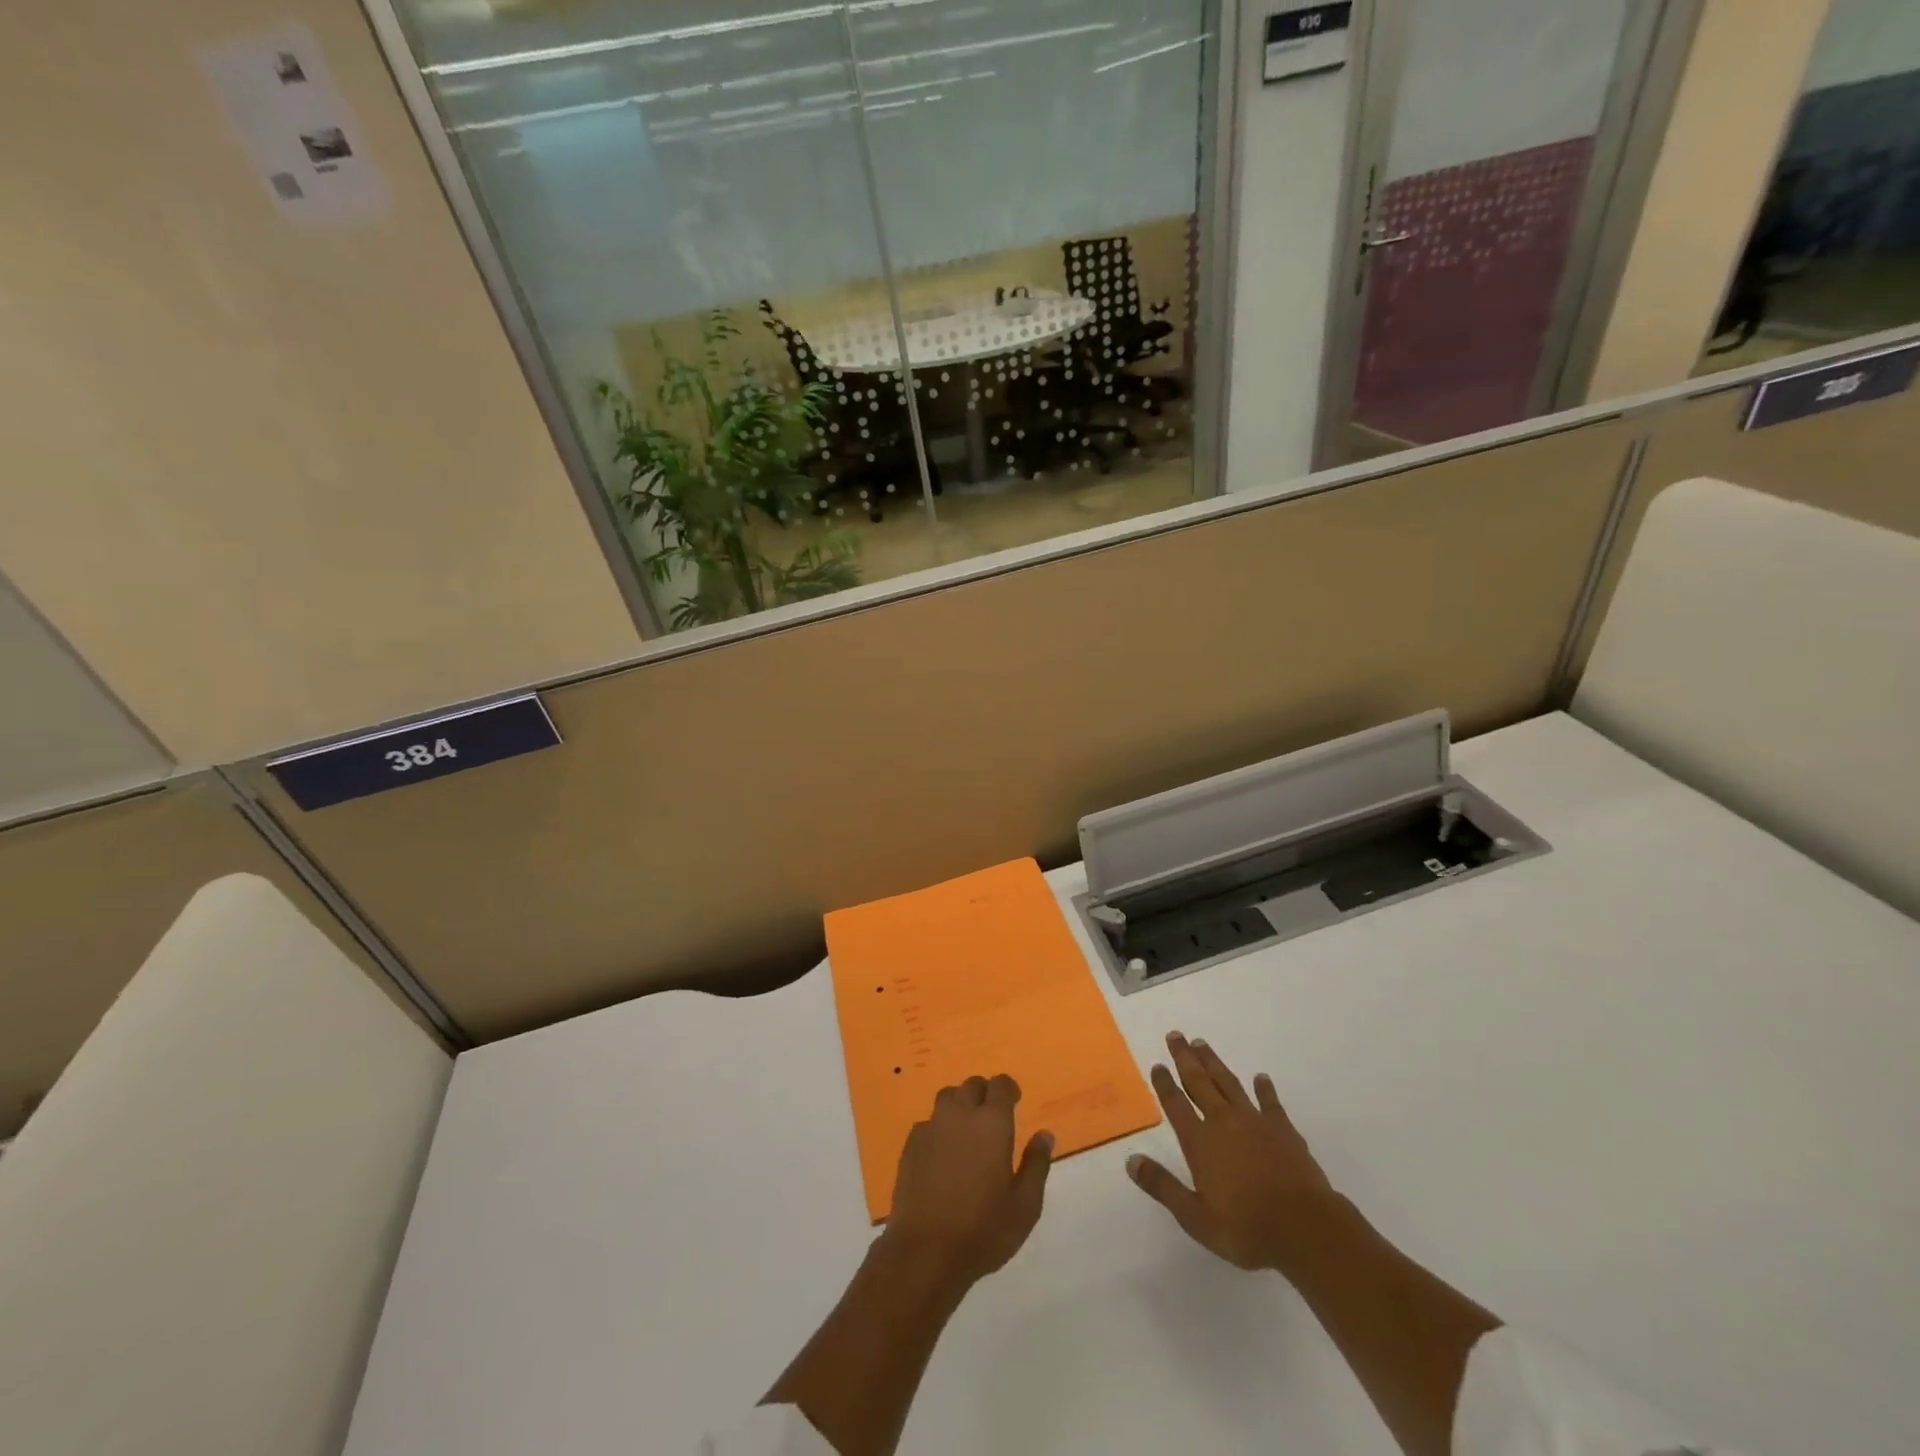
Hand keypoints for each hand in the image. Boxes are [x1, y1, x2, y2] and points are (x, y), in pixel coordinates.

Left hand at [884, 1075, 1053, 1288]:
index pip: (1000, 1085)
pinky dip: (939, 1128)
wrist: (925, 1251)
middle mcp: (960, 1114)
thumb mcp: (1025, 1206)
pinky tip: (942, 1153)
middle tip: (992, 1115)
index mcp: (992, 1123)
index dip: (1008, 1088)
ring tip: (967, 1128)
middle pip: (972, 1085)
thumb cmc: (983, 1229)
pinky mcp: (911, 1145)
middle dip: (984, 1093)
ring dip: (960, 1104)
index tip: (1015, 1100)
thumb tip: (1044, 1135)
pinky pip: (929, 1122)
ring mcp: (932, 1127)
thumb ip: (1036, 1165)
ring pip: (947, 1097)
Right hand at [1127, 1031, 1337, 1273]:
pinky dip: (1264, 1088)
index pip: (1176, 1104)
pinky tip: (1260, 1078)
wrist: (1305, 1228)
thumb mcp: (1195, 1217)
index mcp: (1200, 1142)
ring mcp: (1255, 1121)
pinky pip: (1269, 1101)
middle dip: (1185, 1058)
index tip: (1157, 1064)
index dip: (1164, 1083)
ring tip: (1201, 1044)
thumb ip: (1163, 1186)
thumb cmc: (1246, 1228)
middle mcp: (1223, 1122)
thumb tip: (1131, 1161)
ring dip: (1213, 1063)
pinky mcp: (1283, 1129)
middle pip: (1199, 1082)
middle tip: (1175, 1035)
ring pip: (1228, 1083)